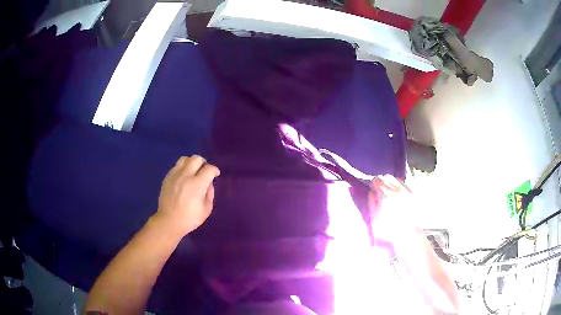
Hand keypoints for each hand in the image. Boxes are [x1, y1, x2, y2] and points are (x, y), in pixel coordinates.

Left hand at [153, 155, 219, 237]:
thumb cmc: (190, 218)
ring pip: (185, 159)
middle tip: (205, 171)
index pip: (209, 169)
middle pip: (196, 158)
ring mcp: (175, 175)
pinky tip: (184, 177)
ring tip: (193, 171)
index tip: (215, 175)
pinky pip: (176, 166)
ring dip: (192, 163)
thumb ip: (210, 193)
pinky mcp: (167, 177)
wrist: (169, 221)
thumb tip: (208, 183)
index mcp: (197, 185)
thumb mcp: (206, 209)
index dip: (215, 170)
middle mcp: (185, 176)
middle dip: (204, 163)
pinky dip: (183, 168)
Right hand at [368, 175, 413, 239]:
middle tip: (379, 188)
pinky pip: (403, 184)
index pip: (377, 181)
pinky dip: (398, 185)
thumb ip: (372, 203)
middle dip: (381, 181)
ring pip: (396, 179)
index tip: (372, 187)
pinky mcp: (412, 194)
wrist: (408, 234)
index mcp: (386, 196)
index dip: (373, 183)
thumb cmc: (389, 229)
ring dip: (390, 182)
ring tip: (388, 190)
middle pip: (387, 177)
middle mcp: (397, 190)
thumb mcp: (375, 219)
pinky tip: (397, 193)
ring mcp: (406, 191)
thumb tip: (371, 192)